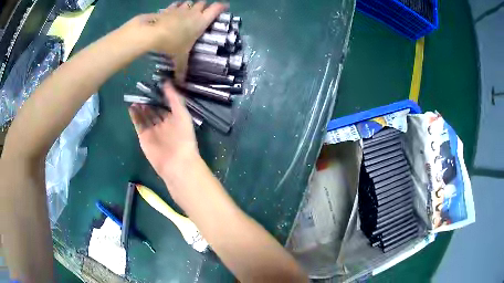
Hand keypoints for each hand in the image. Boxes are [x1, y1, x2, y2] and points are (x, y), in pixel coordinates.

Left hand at [127, 1, 226, 82]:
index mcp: (201, 22)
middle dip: (204, 6)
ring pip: (190, 2)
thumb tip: (181, 83)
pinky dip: (177, 6)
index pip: (216, 9)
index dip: (222, 6)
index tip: (225, 6)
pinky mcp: (169, 9)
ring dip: (191, 6)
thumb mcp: (179, 58)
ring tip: (188, 12)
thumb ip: (181, 69)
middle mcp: (193, 12)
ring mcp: (180, 9)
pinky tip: (174, 11)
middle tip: (203, 12)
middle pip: (203, 3)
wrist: (152, 34)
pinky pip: (176, 4)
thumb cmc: (172, 44)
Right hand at [128, 82, 198, 180]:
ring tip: (135, 97)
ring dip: (140, 107)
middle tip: (141, 90)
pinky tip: (131, 106)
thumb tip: (167, 82)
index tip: (155, 85)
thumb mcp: (182, 113)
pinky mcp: (143, 137)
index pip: (166, 105)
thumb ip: (174, 98)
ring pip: (145, 116)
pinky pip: (138, 124)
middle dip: (148, 101)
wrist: (176, 162)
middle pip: (154, 110)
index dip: (161, 96)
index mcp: (174, 118)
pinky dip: (134, 116)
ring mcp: (152, 130)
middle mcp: (163, 124)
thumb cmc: (183, 136)